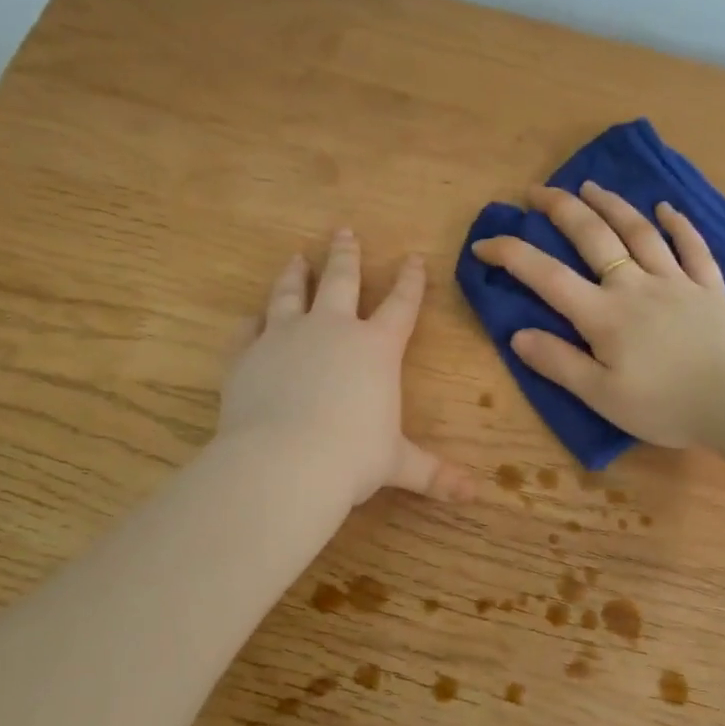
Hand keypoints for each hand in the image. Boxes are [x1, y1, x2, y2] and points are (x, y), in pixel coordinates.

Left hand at [220, 230, 472, 504]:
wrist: (284, 463)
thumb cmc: (353, 459)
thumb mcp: (398, 465)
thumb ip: (434, 473)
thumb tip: (476, 495)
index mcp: (376, 349)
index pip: (402, 305)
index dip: (411, 281)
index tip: (413, 258)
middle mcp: (332, 330)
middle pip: (343, 280)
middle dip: (346, 254)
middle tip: (344, 230)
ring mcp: (285, 337)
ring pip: (292, 293)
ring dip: (297, 274)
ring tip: (297, 258)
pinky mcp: (247, 354)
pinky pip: (248, 330)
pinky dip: (251, 322)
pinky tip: (251, 317)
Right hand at [471, 182, 724, 447]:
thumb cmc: (665, 406)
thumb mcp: (601, 395)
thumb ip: (558, 363)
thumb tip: (517, 334)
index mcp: (603, 315)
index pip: (546, 276)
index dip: (511, 255)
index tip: (484, 242)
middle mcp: (635, 286)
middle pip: (593, 237)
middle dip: (561, 209)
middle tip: (537, 191)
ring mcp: (676, 281)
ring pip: (639, 232)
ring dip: (612, 205)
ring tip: (590, 186)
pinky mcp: (710, 287)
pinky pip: (693, 247)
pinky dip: (679, 224)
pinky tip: (667, 207)